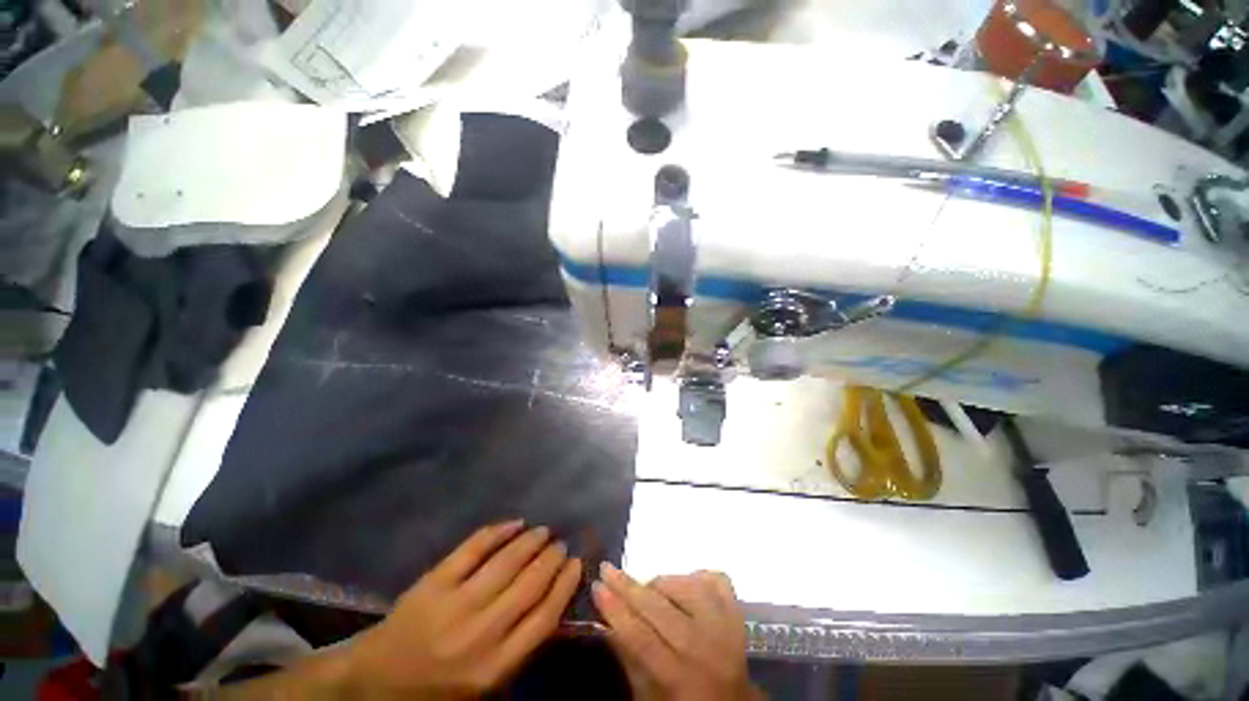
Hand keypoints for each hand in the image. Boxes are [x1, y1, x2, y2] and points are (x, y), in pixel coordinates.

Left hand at [344, 521, 581, 697]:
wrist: (374, 683)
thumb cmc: (436, 688)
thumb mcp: (483, 685)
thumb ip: (518, 648)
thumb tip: (552, 601)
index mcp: (494, 666)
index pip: (545, 618)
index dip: (565, 585)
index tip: (577, 564)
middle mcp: (480, 634)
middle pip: (530, 585)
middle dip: (552, 559)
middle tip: (561, 544)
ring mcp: (455, 604)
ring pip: (506, 562)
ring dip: (531, 542)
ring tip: (544, 531)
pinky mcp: (433, 582)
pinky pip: (473, 548)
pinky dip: (497, 531)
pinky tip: (514, 523)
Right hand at [592, 564, 758, 700]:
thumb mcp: (648, 695)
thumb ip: (628, 657)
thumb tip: (605, 619)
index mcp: (681, 679)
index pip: (641, 639)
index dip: (616, 611)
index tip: (596, 586)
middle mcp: (706, 649)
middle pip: (661, 609)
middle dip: (628, 587)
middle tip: (607, 570)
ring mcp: (726, 627)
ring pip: (687, 586)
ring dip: (662, 583)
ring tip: (649, 589)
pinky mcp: (738, 612)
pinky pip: (716, 579)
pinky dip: (697, 576)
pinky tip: (684, 584)